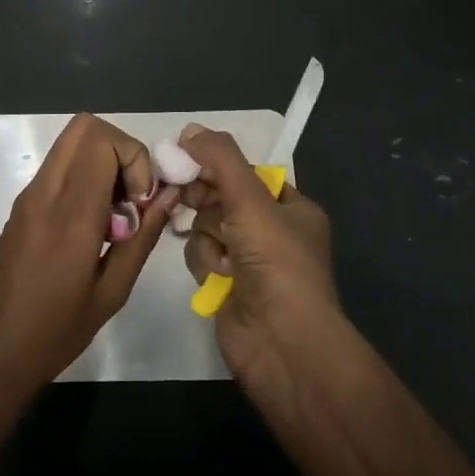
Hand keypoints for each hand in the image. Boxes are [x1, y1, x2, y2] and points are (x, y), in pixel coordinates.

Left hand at [0, 113, 177, 404]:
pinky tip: (94, 225)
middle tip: (132, 196)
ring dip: (103, 162)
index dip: (135, 160)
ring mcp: (28, 195)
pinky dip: (85, 176)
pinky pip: (60, 167)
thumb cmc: (52, 333)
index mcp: (70, 214)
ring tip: (116, 214)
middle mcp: (45, 192)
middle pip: (85, 127)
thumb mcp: (110, 293)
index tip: (142, 203)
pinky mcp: (21, 205)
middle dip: (121, 150)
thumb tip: (169, 196)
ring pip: (71, 143)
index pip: (103, 141)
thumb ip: (142, 238)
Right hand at [178, 124, 339, 388]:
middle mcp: (272, 231)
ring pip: (207, 226)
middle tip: (182, 193)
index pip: (246, 173)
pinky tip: (217, 277)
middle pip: (222, 197)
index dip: (217, 165)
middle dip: (205, 198)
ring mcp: (249, 261)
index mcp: (291, 207)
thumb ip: (220, 159)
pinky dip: (205, 262)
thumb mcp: (250, 200)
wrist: (283, 345)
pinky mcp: (227, 286)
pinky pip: (202, 255)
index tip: (186, 157)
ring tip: (221, 255)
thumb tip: (189, 129)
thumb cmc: (276, 263)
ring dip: (207, 236)